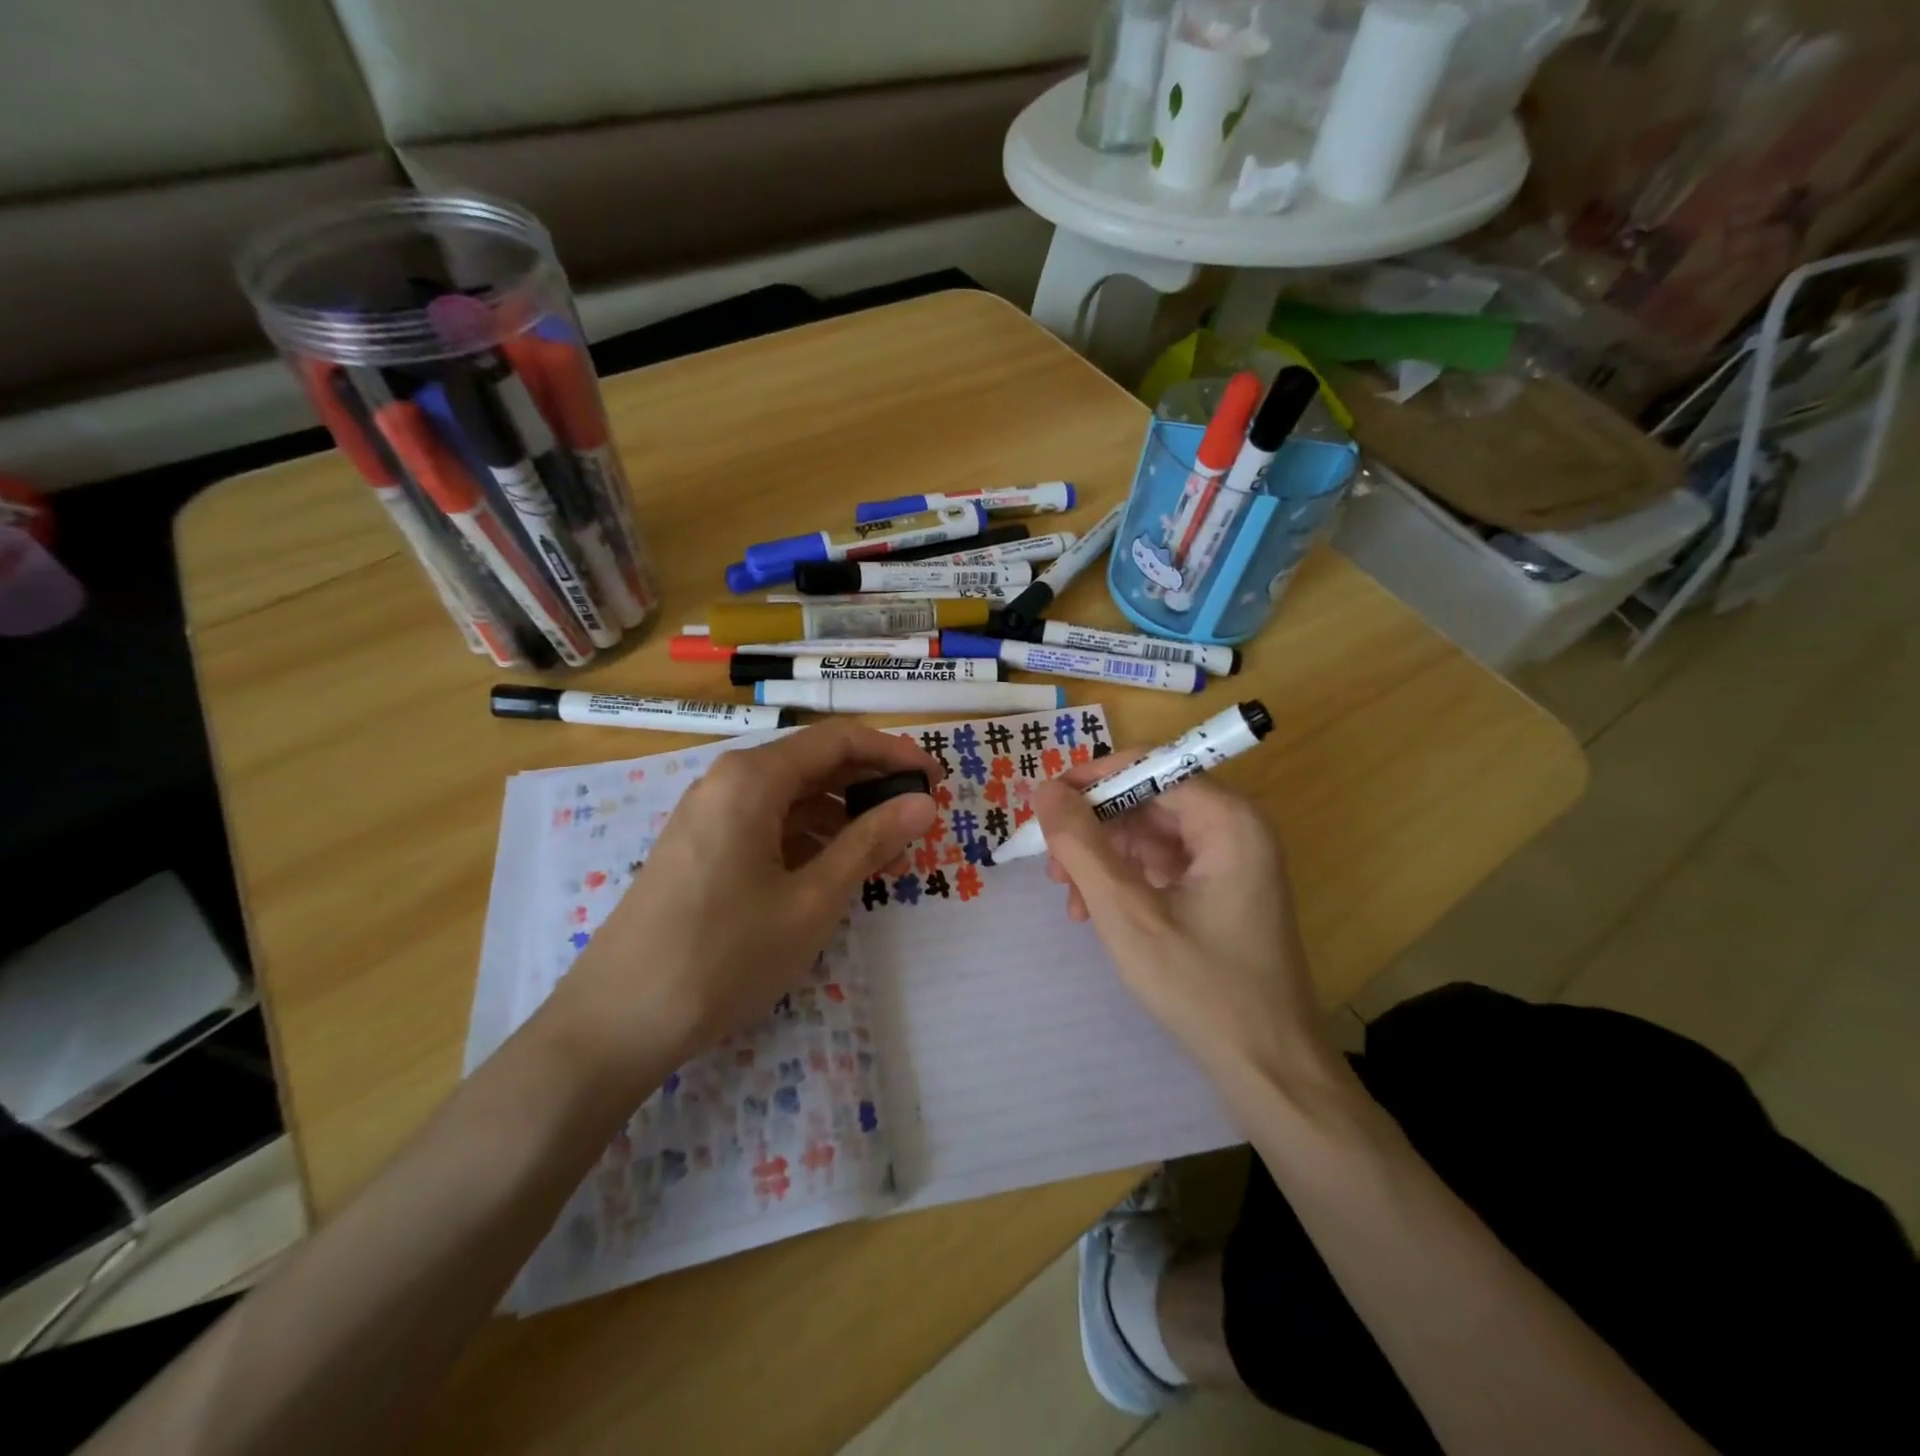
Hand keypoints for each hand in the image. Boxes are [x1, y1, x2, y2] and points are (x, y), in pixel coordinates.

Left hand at [554, 722, 937, 1080]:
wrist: (618, 1019)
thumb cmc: (726, 953)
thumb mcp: (813, 899)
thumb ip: (870, 842)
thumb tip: (923, 803)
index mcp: (754, 778)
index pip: (839, 740)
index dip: (894, 754)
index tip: (936, 780)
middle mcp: (727, 781)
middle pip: (812, 762)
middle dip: (869, 782)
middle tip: (917, 814)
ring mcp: (707, 815)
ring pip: (789, 795)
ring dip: (840, 812)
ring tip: (882, 848)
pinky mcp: (698, 847)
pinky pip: (765, 822)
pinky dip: (806, 835)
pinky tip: (829, 869)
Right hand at [1032, 759, 1332, 1096]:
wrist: (1268, 1069)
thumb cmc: (1200, 987)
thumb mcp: (1126, 912)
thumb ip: (1081, 845)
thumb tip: (1045, 790)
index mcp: (1229, 821)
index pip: (1151, 767)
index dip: (1093, 779)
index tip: (1045, 802)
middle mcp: (1235, 829)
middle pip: (1148, 801)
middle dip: (1094, 830)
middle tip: (1051, 865)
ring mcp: (1231, 861)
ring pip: (1149, 836)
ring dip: (1103, 860)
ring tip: (1069, 901)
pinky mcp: (1221, 891)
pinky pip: (1162, 866)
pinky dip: (1125, 882)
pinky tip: (1094, 913)